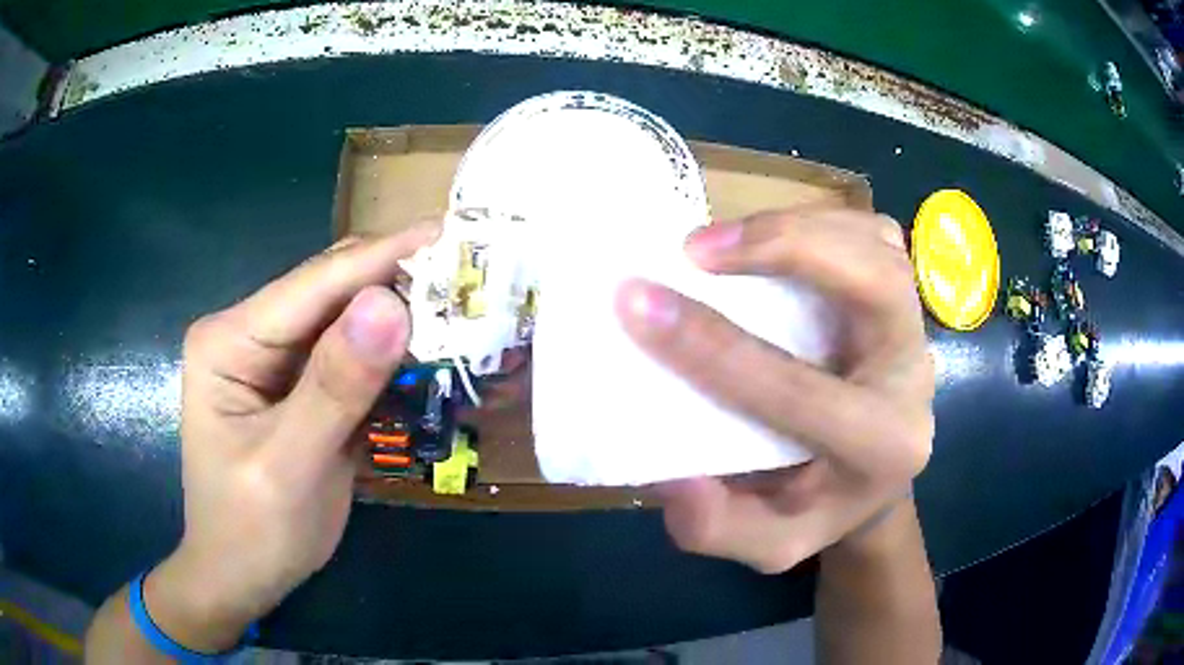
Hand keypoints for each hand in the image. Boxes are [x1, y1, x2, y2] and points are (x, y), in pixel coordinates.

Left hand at [146, 227, 436, 650]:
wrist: (241, 576)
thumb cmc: (251, 531)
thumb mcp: (289, 466)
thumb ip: (335, 388)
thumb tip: (391, 304)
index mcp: (229, 340)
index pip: (312, 285)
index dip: (381, 258)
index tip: (449, 234)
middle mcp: (249, 334)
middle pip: (329, 292)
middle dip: (394, 283)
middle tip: (466, 277)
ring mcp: (275, 359)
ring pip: (346, 321)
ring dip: (398, 319)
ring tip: (460, 308)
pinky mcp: (300, 386)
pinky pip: (351, 358)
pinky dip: (390, 357)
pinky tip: (428, 354)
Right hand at [617, 209, 933, 573]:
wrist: (873, 481)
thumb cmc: (817, 509)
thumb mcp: (765, 545)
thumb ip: (715, 527)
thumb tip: (672, 474)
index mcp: (879, 448)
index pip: (795, 391)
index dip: (711, 346)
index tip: (636, 301)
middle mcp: (911, 380)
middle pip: (875, 286)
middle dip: (786, 249)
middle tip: (696, 249)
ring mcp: (915, 329)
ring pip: (877, 247)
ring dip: (798, 226)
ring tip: (720, 239)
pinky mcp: (905, 299)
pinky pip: (876, 237)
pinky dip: (822, 220)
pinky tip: (773, 235)